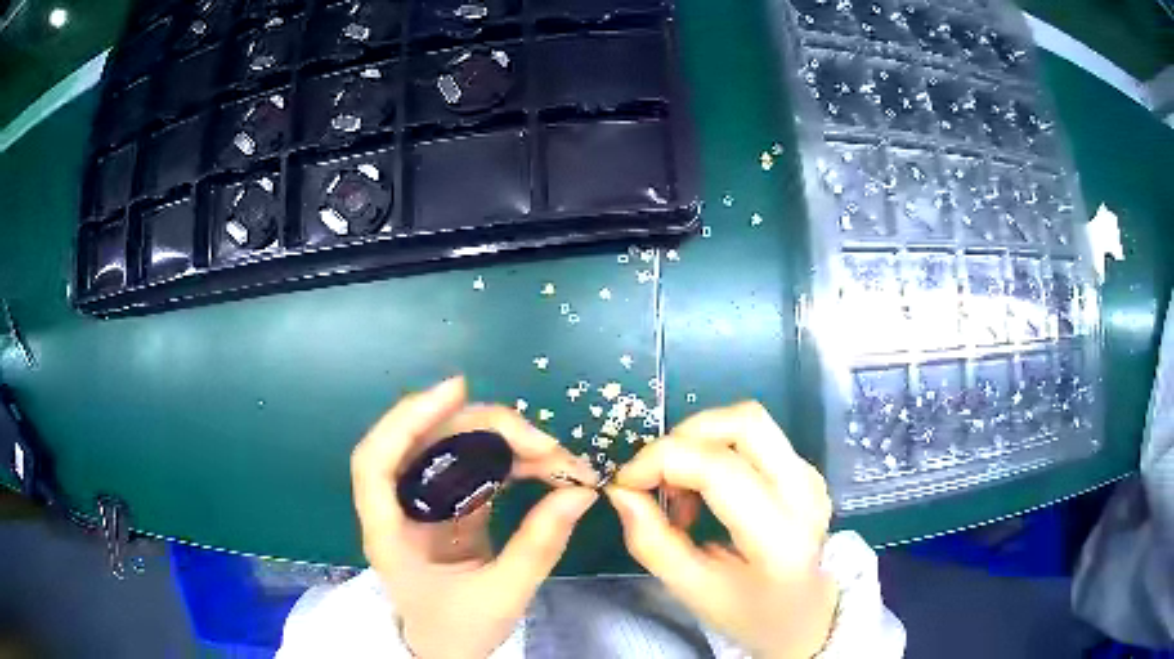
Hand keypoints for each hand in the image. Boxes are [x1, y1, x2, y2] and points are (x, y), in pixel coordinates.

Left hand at [351, 377, 599, 658]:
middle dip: (483, 429)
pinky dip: (506, 462)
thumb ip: (539, 545)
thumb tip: (580, 492)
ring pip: (451, 450)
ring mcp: (423, 505)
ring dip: (501, 442)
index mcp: (389, 533)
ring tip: (552, 456)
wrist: (446, 650)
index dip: (408, 418)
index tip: (458, 391)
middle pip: (424, 443)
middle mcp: (398, 508)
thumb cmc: (457, 631)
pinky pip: (472, 470)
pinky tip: (538, 467)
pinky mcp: (448, 508)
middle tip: (542, 442)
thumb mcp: (502, 596)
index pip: (376, 462)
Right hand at [606, 402, 836, 658]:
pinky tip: (706, 493)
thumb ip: (653, 543)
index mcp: (779, 537)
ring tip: (681, 491)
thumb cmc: (751, 615)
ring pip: (749, 421)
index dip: (662, 461)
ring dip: (700, 442)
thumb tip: (621, 491)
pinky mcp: (806, 470)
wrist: (809, 616)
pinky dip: (716, 450)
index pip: (719, 469)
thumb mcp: (694, 592)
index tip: (626, 482)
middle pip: (744, 422)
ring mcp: (810, 476)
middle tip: (655, 478)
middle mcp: (804, 493)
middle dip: (684, 436)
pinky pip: (755, 438)